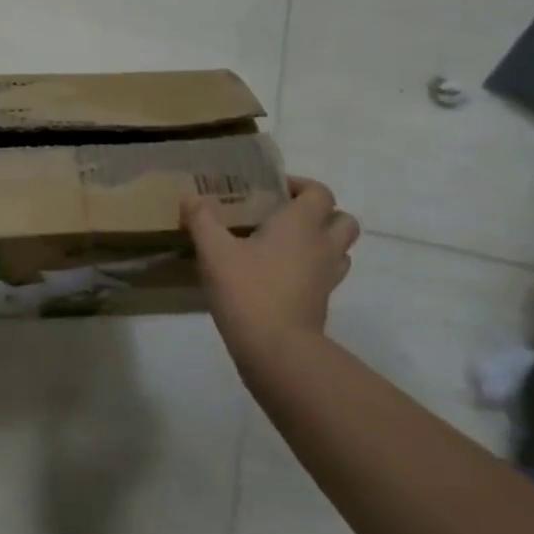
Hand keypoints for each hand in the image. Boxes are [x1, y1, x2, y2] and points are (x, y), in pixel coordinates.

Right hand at [180, 176, 359, 359]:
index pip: (319, 192)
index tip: (273, 189)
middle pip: (342, 219)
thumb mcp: (213, 251)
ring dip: (321, 240)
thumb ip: (202, 219)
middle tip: (286, 217)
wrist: (276, 348)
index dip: (300, 186)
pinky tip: (281, 274)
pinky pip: (327, 274)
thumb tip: (191, 198)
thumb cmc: (247, 289)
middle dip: (320, 213)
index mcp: (301, 225)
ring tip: (286, 245)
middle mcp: (323, 245)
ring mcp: (328, 275)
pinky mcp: (322, 300)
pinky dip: (312, 268)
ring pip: (340, 248)